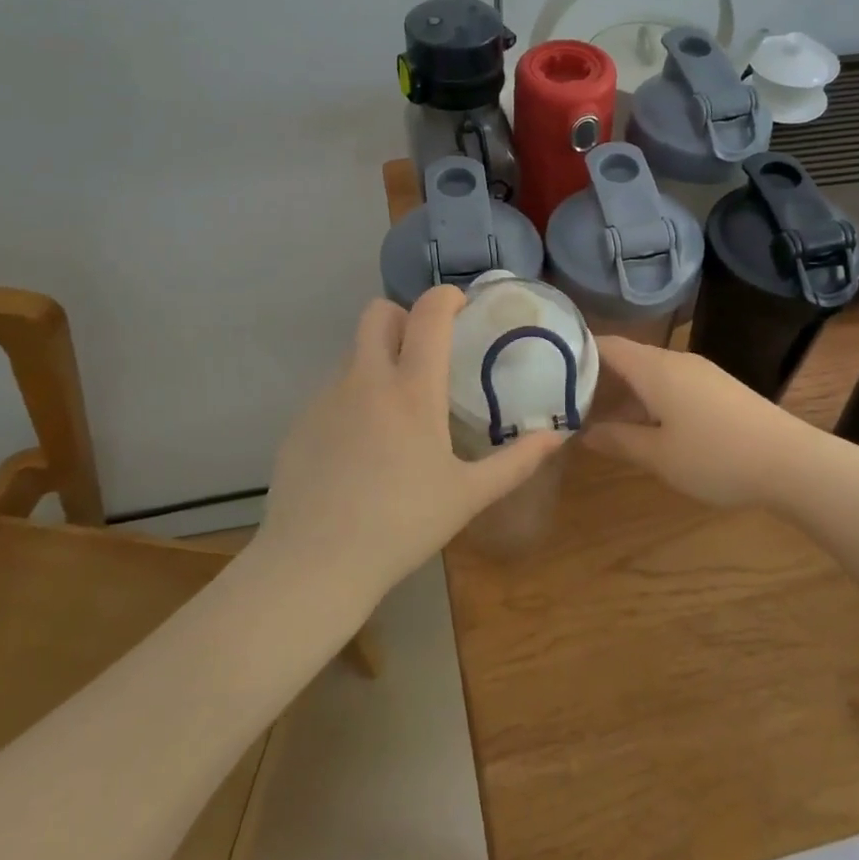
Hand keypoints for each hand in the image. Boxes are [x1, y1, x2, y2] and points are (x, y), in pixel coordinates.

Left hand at [257, 287, 566, 595]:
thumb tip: (557, 436)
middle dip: (403, 317)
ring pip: (353, 352)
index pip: (428, 314)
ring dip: (378, 359)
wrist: (316, 562)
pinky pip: (332, 390)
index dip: (446, 297)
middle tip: (425, 351)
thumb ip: (516, 461)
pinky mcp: (301, 421)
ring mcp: (326, 398)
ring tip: (397, 408)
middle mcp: (366, 380)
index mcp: (412, 390)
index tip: (461, 306)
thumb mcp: (468, 495)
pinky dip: (354, 397)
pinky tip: (361, 445)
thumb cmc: (403, 524)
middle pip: (377, 313)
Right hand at [582, 337, 814, 507]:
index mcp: (655, 368)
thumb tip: (583, 432)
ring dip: (622, 393)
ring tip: (596, 418)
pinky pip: (670, 385)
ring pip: (649, 374)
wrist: (792, 462)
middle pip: (627, 358)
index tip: (547, 367)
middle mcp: (676, 361)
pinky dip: (647, 399)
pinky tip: (642, 426)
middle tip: (564, 401)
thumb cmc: (716, 457)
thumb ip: (618, 441)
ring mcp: (701, 374)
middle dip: (596, 378)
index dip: (576, 352)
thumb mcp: (658, 456)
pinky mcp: (718, 390)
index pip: (606, 345)